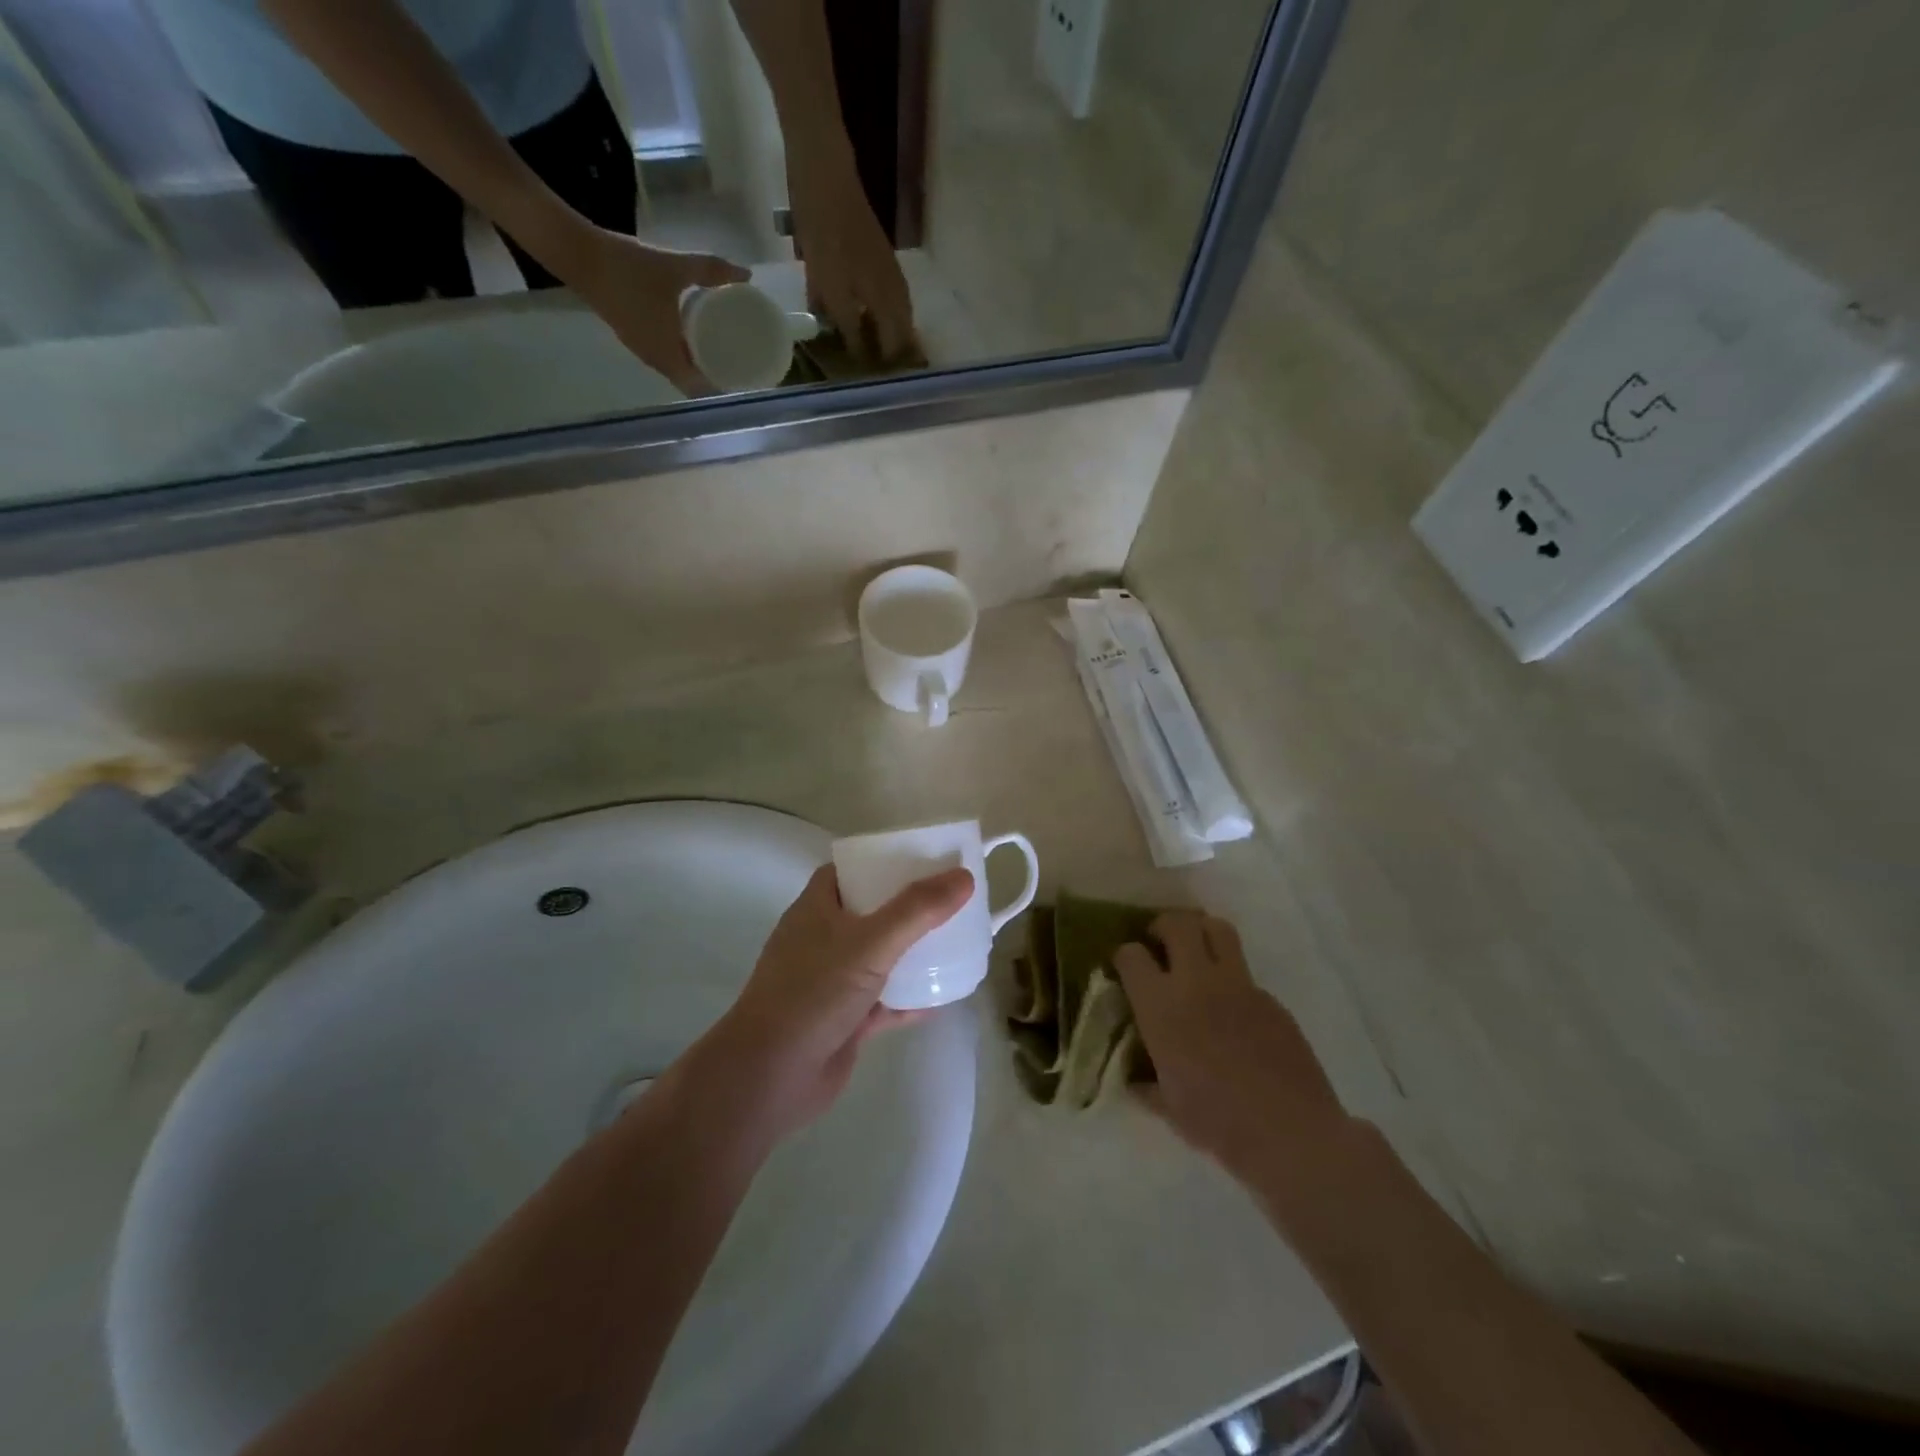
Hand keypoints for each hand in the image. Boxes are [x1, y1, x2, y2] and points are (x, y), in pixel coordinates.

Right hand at [561, 226, 748, 394]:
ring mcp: (640, 349)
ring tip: (720, 348)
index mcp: (667, 356)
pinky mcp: (630, 334)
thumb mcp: (675, 267)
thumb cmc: (629, 267)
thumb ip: (711, 271)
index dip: (719, 386)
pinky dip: (678, 349)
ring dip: (694, 362)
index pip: (698, 388)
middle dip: (711, 374)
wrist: (577, 254)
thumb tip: (746, 275)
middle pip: (688, 379)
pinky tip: (689, 331)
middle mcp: (654, 360)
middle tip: (737, 361)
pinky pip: (662, 352)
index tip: (740, 377)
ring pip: (674, 366)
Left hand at [710, 863, 973, 1138]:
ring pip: (881, 957)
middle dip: (910, 907)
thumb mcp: (870, 942)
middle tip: (952, 900)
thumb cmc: (814, 992)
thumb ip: (917, 910)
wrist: (771, 1077)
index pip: (852, 870)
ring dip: (914, 952)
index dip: (886, 861)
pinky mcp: (845, 1019)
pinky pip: (886, 1000)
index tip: (926, 859)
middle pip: (873, 911)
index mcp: (818, 907)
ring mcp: (834, 980)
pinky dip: (912, 997)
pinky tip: (945, 995)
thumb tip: (964, 877)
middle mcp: (824, 938)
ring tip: (957, 941)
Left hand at [787, 158, 921, 366]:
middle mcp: (895, 287)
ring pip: (897, 309)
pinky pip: (887, 293)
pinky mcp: (878, 254)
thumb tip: (857, 353)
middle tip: (882, 366)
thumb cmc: (826, 236)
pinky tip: (867, 314)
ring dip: (890, 329)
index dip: (887, 361)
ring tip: (878, 346)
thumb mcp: (830, 287)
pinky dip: (882, 309)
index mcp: (887, 299)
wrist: (826, 178)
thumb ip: (846, 323)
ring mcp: (889, 269)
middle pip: (902, 327)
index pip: (895, 342)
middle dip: (894, 348)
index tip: (879, 379)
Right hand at [1115, 912, 1348, 1183]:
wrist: (1293, 1135)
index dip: (1124, 957)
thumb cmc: (1220, 1124)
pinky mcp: (1271, 998)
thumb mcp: (1169, 1109)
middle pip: (1177, 924)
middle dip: (1163, 926)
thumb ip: (1147, 1084)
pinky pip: (1245, 973)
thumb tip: (1136, 1080)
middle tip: (1160, 944)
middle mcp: (1197, 982)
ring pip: (1217, 929)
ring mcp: (1239, 986)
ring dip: (1201, 932)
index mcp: (1161, 1007)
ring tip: (1196, 954)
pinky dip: (1231, 979)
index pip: (1131, 955)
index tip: (1126, 970)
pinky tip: (1233, 1012)